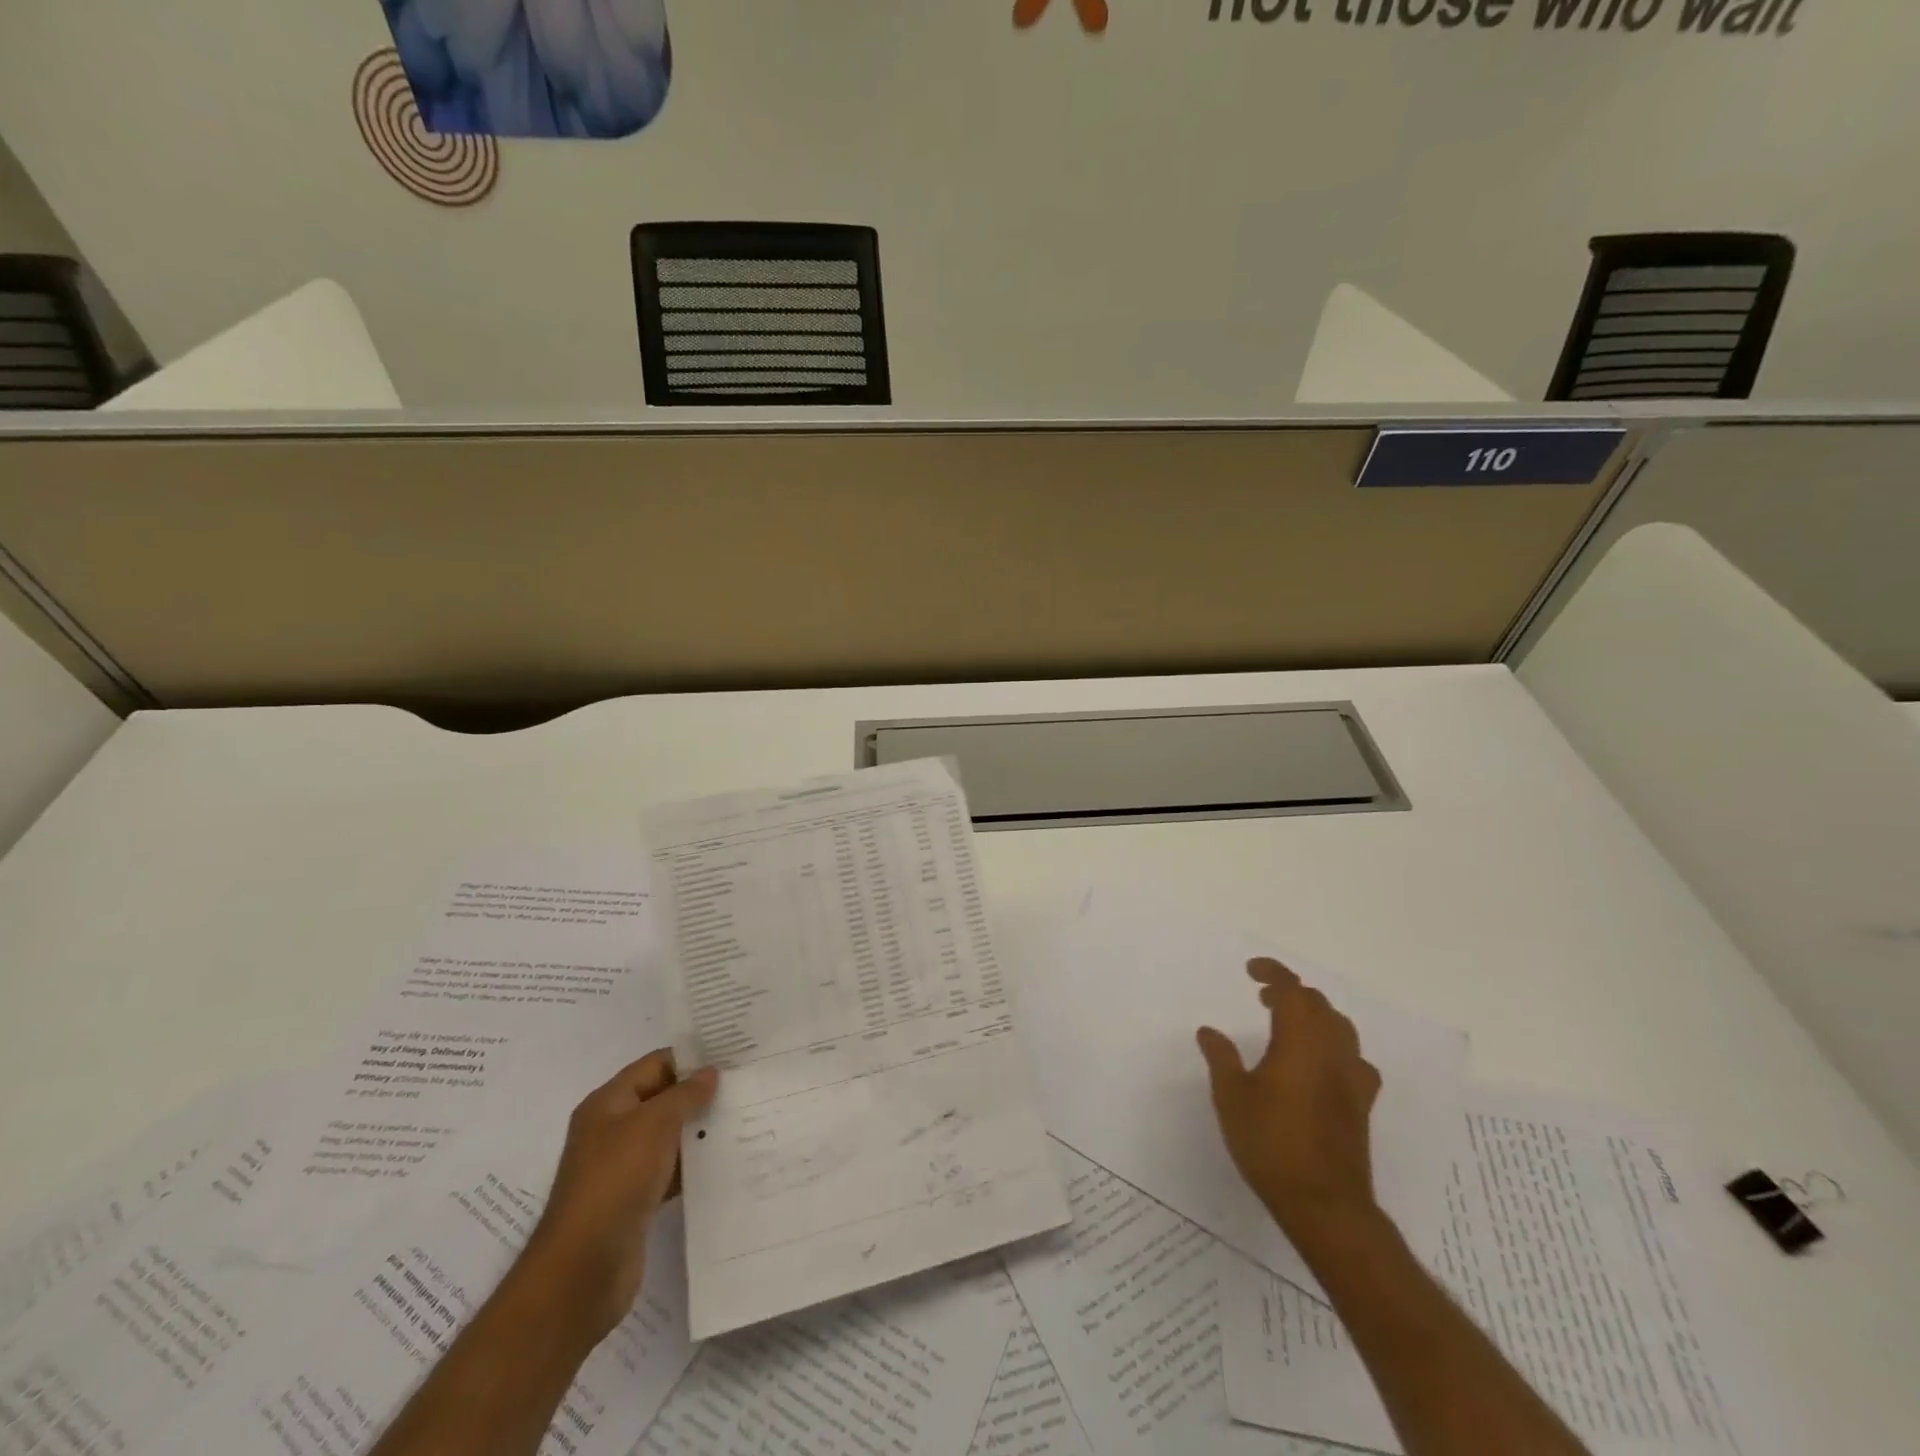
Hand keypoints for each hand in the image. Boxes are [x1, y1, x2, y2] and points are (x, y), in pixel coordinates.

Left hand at [517, 1050, 717, 1345]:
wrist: (583, 1268)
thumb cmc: (616, 1180)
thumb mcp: (654, 1123)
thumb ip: (685, 1094)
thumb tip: (709, 1073)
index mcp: (608, 1104)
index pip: (654, 1065)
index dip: (690, 1058)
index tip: (731, 1055)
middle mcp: (612, 1130)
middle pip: (662, 1099)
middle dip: (699, 1093)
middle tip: (745, 1084)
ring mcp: (622, 1167)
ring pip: (668, 1136)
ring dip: (698, 1130)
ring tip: (743, 1118)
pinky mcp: (634, 1200)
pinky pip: (669, 1171)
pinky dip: (692, 1165)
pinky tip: (723, 1161)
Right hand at [1197, 958, 1381, 1242]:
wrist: (1324, 1203)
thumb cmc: (1271, 1144)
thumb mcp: (1232, 1098)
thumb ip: (1221, 1058)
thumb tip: (1210, 1031)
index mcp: (1299, 1041)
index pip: (1292, 990)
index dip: (1273, 973)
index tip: (1251, 970)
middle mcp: (1331, 1051)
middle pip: (1318, 1005)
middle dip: (1291, 993)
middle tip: (1262, 998)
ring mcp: (1352, 1078)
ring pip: (1340, 1027)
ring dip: (1314, 1015)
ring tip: (1289, 1024)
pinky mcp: (1362, 1103)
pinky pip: (1354, 1058)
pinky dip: (1335, 1047)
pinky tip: (1322, 1064)